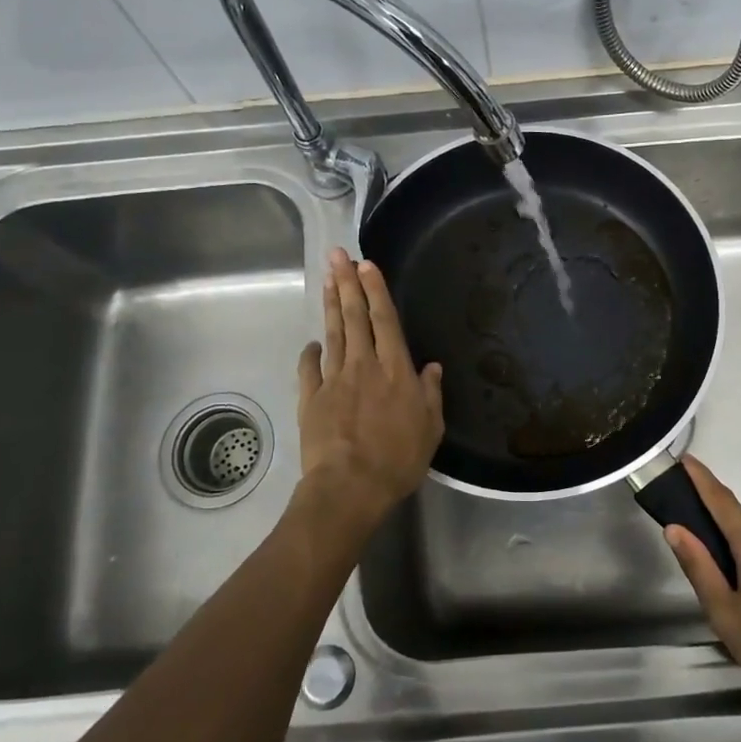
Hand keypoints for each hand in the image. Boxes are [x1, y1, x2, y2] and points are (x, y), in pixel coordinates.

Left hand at [295, 249, 443, 539]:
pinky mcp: (310, 398)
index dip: (376, 290)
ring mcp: (334, 379)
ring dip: (331, 305)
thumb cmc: (398, 458)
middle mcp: (364, 365)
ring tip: (327, 279)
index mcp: (395, 369)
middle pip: (355, 317)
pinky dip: (310, 352)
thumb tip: (431, 367)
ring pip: (333, 333)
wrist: (350, 486)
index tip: (366, 264)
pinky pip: (309, 368)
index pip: (385, 320)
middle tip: (337, 255)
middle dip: (347, 283)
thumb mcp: (430, 428)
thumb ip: (430, 394)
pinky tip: (311, 342)